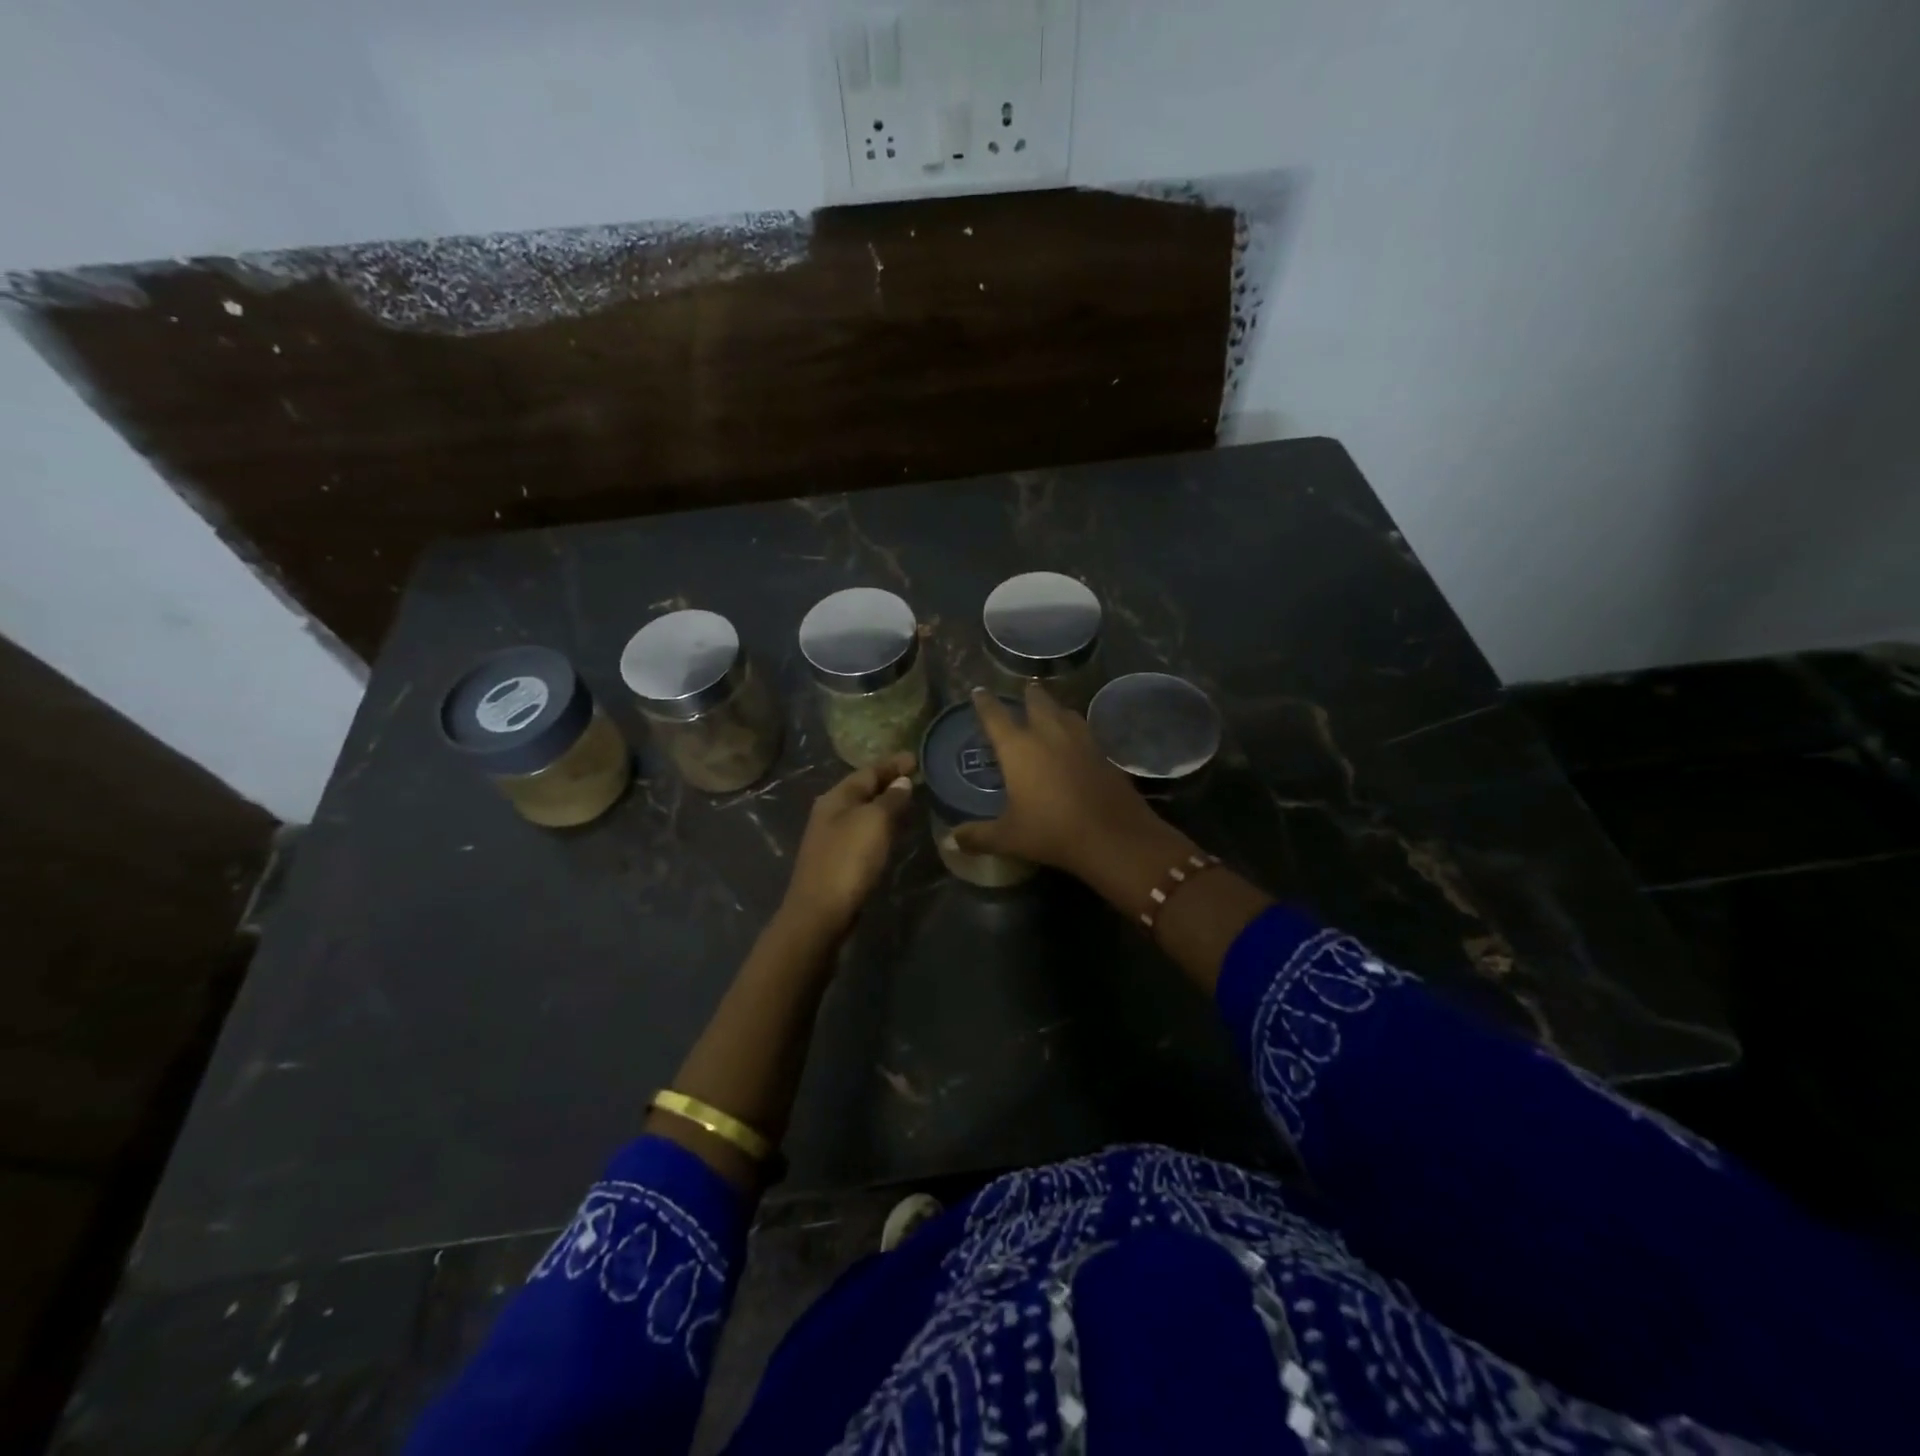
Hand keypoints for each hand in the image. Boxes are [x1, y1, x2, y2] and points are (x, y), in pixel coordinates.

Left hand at [779, 752, 917, 941]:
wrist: (820, 913)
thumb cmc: (848, 860)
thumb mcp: (874, 822)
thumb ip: (891, 799)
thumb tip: (902, 782)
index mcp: (836, 797)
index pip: (868, 771)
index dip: (893, 764)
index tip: (917, 758)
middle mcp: (830, 812)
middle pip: (863, 789)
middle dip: (889, 782)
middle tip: (918, 778)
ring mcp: (832, 837)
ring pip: (864, 811)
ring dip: (886, 804)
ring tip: (912, 801)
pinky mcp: (838, 859)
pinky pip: (864, 832)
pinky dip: (881, 825)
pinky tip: (895, 831)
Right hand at [953, 686, 1168, 877]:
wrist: (1112, 836)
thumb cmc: (1051, 832)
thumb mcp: (1008, 838)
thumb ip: (978, 836)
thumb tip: (952, 841)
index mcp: (1018, 748)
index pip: (995, 716)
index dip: (985, 702)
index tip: (979, 690)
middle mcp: (1048, 734)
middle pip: (1037, 702)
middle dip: (1028, 694)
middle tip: (1024, 688)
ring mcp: (1080, 740)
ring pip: (1065, 712)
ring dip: (1055, 707)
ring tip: (1050, 709)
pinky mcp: (1103, 753)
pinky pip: (1085, 731)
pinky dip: (1076, 728)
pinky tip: (1076, 740)